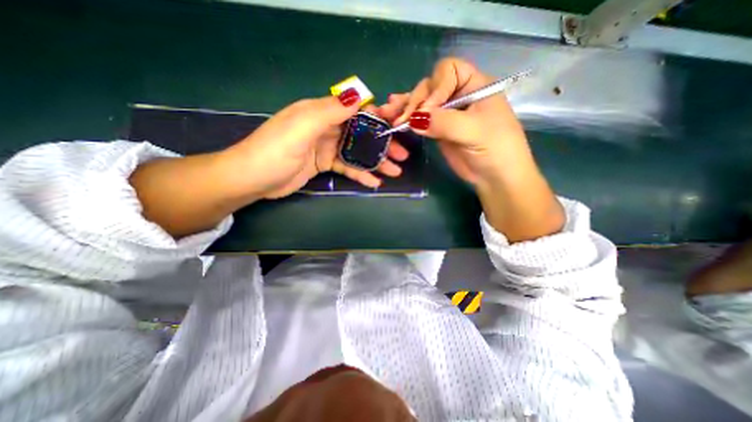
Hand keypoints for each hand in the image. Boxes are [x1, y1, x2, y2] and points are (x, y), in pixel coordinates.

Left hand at [224, 91, 409, 199]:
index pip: (356, 109)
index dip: (378, 115)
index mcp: (321, 112)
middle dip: (383, 143)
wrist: (253, 179)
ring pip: (357, 152)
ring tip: (395, 171)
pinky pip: (347, 168)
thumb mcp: (302, 127)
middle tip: (402, 155)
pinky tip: (374, 183)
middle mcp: (327, 127)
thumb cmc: (275, 151)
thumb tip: (360, 94)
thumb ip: (330, 111)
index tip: (397, 124)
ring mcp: (326, 147)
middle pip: (361, 133)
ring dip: (376, 161)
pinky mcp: (325, 165)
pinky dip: (361, 174)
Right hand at [382, 57, 526, 188]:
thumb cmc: (495, 150)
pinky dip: (407, 117)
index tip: (428, 111)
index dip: (435, 88)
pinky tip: (393, 115)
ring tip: (387, 113)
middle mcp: (458, 94)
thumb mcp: (473, 132)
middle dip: (414, 102)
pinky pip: (420, 119)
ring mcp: (446, 112)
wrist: (495, 176)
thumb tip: (414, 119)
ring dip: (404, 107)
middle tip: (402, 120)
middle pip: (430, 87)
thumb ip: (444, 122)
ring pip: (422, 103)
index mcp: (474, 85)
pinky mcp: (438, 128)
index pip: (448, 71)